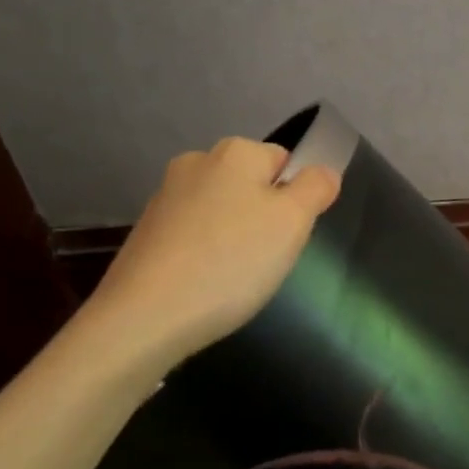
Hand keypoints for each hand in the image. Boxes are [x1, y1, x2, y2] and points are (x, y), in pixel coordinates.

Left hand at [88, 137, 340, 361]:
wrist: (146, 317)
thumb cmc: (232, 262)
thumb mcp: (293, 222)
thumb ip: (316, 187)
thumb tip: (322, 171)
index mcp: (235, 152)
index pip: (285, 161)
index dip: (297, 198)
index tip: (291, 236)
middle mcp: (196, 163)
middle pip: (251, 185)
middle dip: (265, 217)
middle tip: (268, 259)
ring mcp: (165, 197)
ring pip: (222, 211)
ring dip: (235, 237)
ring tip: (235, 278)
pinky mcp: (146, 232)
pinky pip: (194, 236)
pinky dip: (205, 254)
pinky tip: (205, 285)